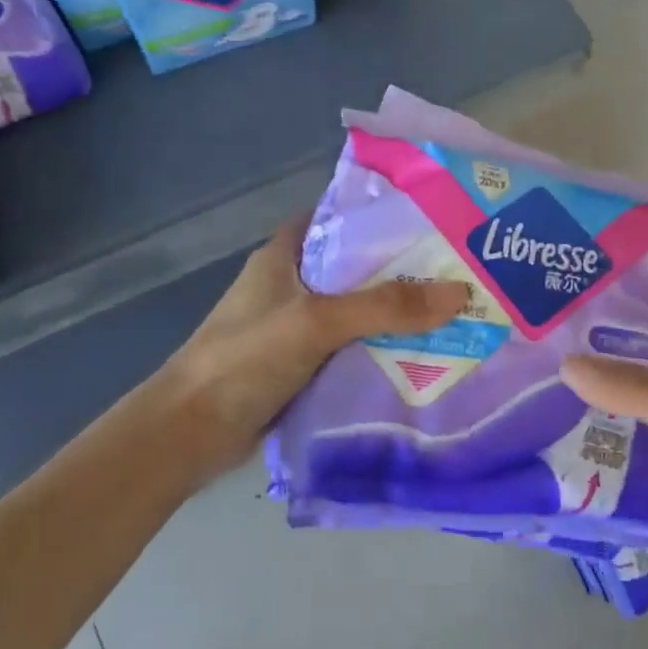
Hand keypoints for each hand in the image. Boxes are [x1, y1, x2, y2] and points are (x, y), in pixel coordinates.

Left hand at [142, 218, 468, 488]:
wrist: (189, 434)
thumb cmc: (246, 359)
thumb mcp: (317, 321)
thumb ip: (385, 307)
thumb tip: (459, 293)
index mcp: (284, 256)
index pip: (336, 218)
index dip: (378, 215)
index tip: (428, 217)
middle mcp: (291, 286)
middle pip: (354, 268)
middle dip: (400, 270)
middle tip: (457, 270)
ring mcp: (295, 329)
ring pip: (356, 312)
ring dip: (394, 315)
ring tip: (452, 311)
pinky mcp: (301, 367)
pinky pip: (350, 350)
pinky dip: (379, 351)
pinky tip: (421, 357)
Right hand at [562, 323, 647, 630]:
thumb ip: (632, 390)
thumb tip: (568, 365)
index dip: (638, 325)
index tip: (586, 323)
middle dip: (610, 369)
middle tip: (556, 362)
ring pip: (641, 419)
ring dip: (605, 412)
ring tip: (549, 400)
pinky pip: (638, 459)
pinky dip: (610, 453)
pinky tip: (569, 450)